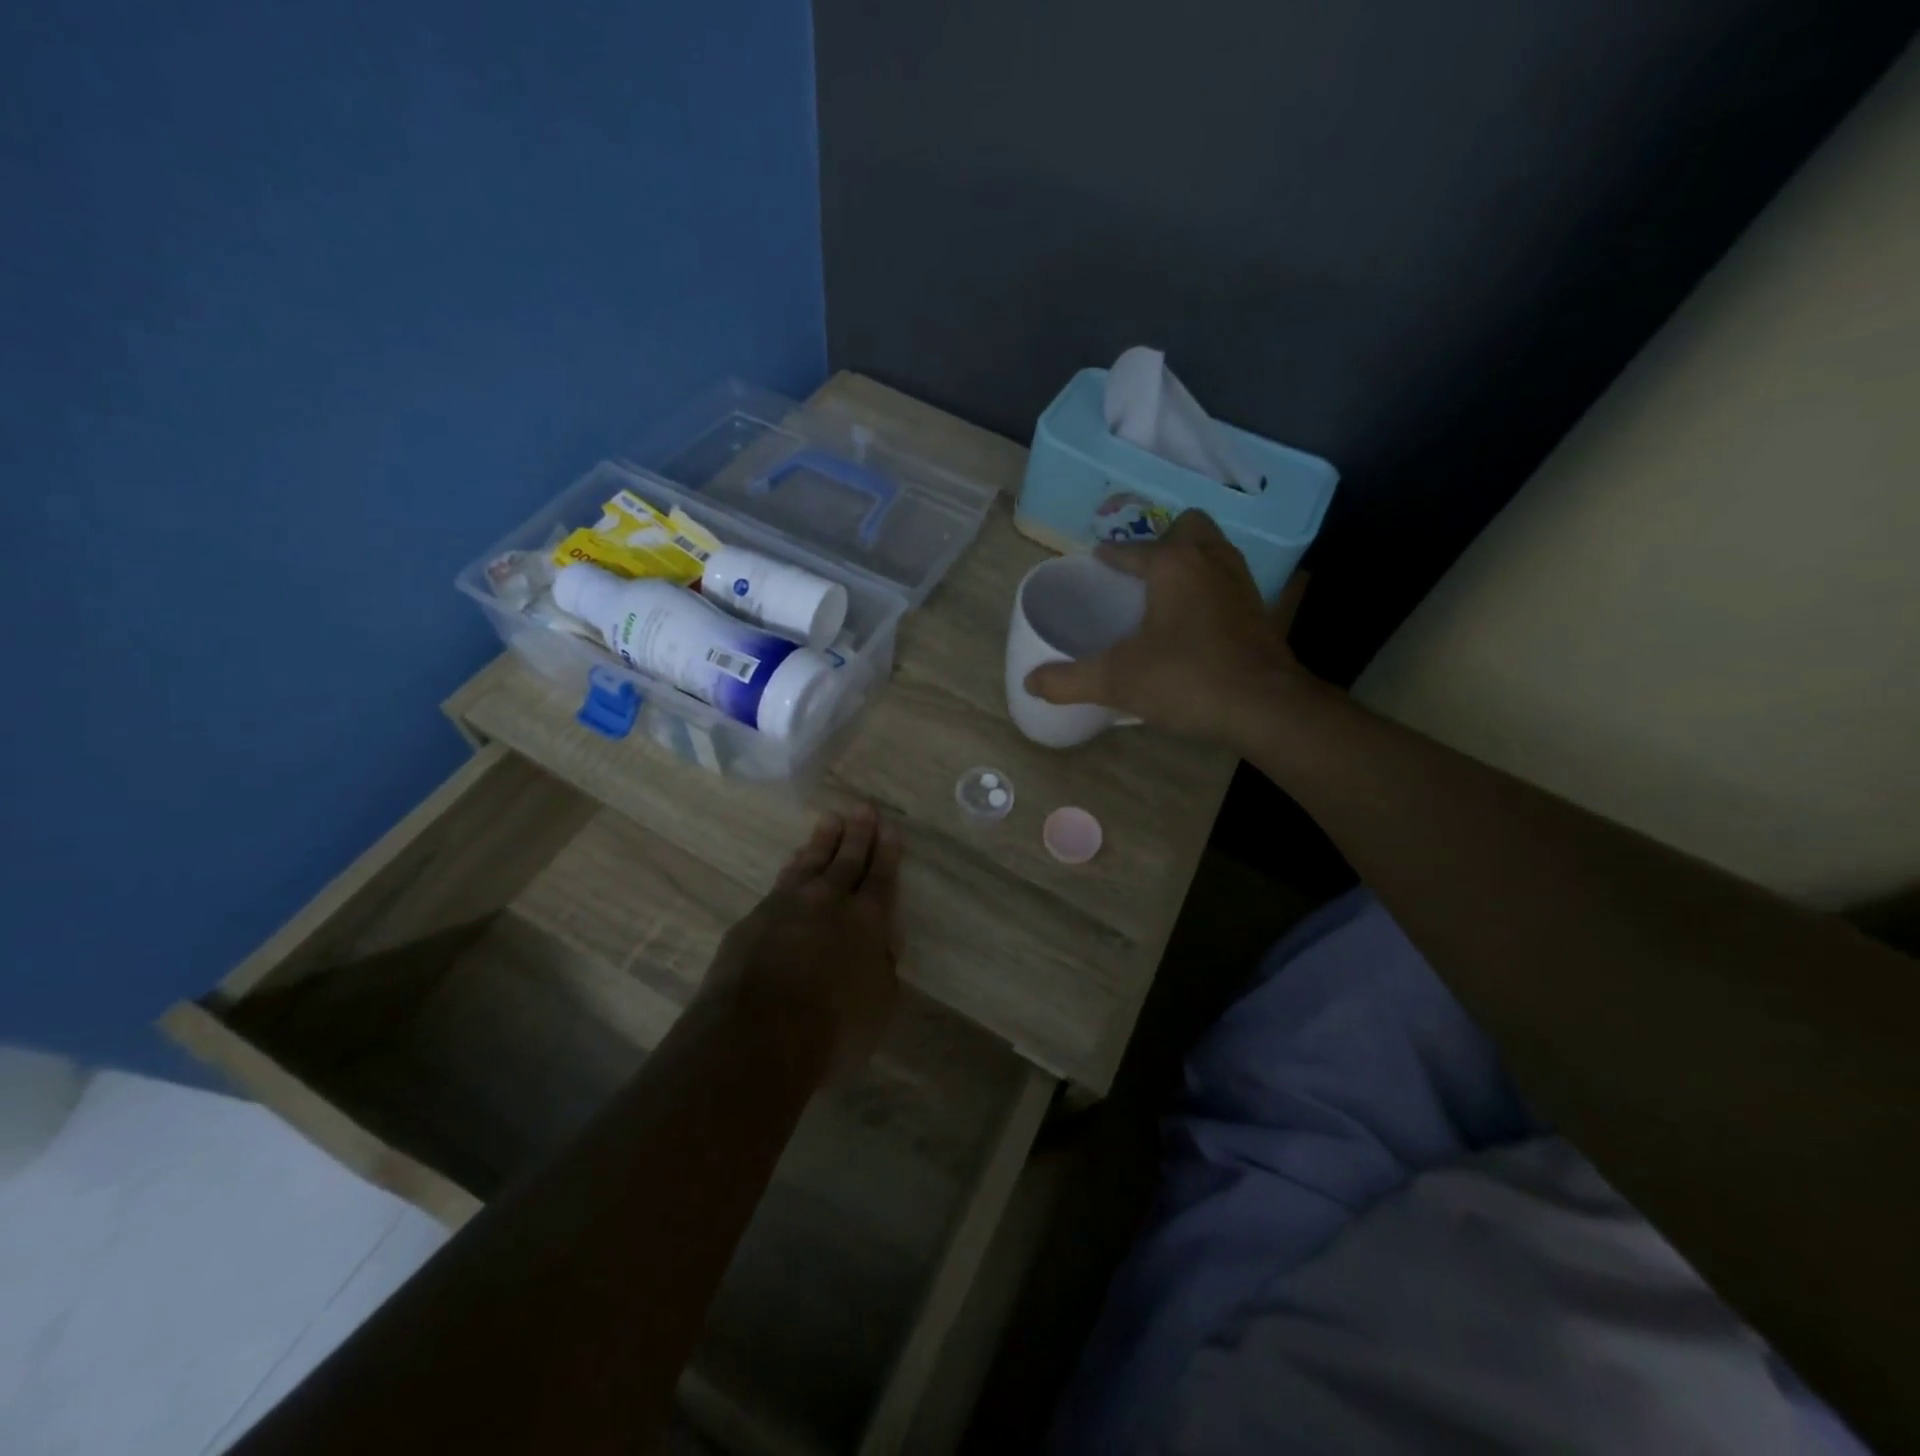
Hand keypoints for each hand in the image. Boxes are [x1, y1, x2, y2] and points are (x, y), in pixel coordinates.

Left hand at [698, 806, 901, 1080]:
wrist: (757, 1033)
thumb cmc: (833, 1028)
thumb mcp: (879, 1004)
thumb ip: (883, 968)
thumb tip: (882, 945)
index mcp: (867, 921)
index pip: (881, 879)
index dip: (887, 854)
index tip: (890, 829)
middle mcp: (829, 902)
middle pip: (846, 860)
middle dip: (857, 834)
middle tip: (862, 809)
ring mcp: (787, 906)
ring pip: (809, 864)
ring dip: (821, 843)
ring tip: (828, 822)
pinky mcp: (754, 919)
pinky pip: (781, 883)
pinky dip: (792, 869)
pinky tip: (792, 865)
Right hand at [1023, 510, 1313, 746]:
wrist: (1265, 707)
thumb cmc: (1186, 679)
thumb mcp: (1117, 681)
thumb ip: (1069, 680)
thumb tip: (1029, 683)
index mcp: (1173, 564)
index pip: (1133, 549)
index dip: (1111, 555)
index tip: (1096, 561)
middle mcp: (1210, 560)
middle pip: (1188, 527)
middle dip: (1163, 541)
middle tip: (1140, 573)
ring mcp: (1241, 583)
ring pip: (1214, 550)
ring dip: (1190, 560)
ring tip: (1164, 591)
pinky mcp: (1259, 609)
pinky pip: (1228, 580)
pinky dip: (1209, 587)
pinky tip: (1194, 620)